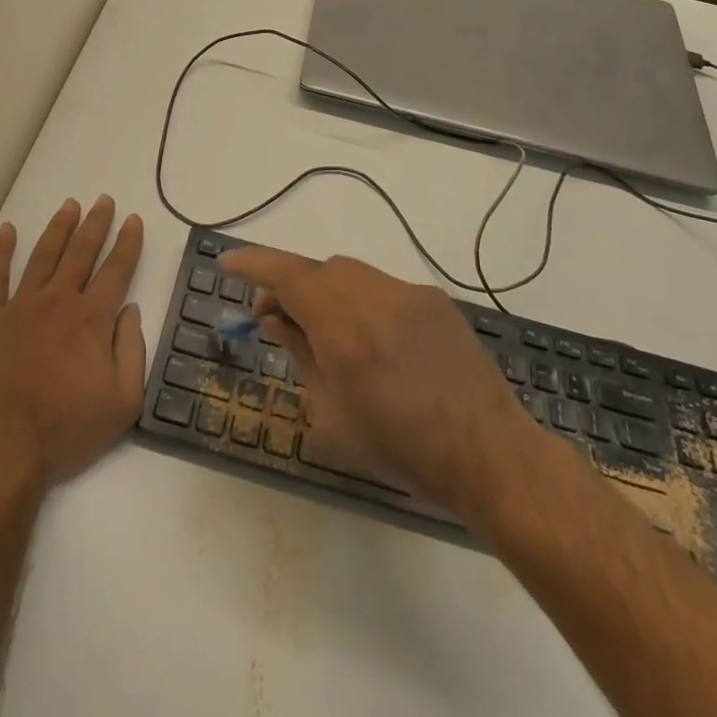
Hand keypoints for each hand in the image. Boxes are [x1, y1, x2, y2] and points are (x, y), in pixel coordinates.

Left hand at [0, 197, 146, 493]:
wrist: (0, 449)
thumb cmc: (65, 430)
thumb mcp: (122, 403)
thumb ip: (133, 351)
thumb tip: (132, 311)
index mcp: (92, 320)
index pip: (117, 271)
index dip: (128, 243)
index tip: (133, 220)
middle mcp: (58, 302)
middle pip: (81, 253)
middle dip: (95, 224)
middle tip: (104, 200)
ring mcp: (20, 307)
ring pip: (44, 256)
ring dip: (59, 229)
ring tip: (69, 205)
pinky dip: (1, 252)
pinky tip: (8, 231)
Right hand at [221, 248, 534, 523]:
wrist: (489, 453)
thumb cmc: (402, 449)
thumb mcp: (333, 416)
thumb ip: (301, 357)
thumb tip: (277, 321)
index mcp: (344, 329)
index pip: (286, 275)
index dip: (252, 264)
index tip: (227, 264)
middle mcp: (374, 297)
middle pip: (318, 270)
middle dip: (291, 287)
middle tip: (278, 321)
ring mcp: (408, 293)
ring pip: (350, 274)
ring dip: (326, 292)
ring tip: (326, 332)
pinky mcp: (434, 300)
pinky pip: (382, 287)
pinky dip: (361, 302)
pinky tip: (373, 341)